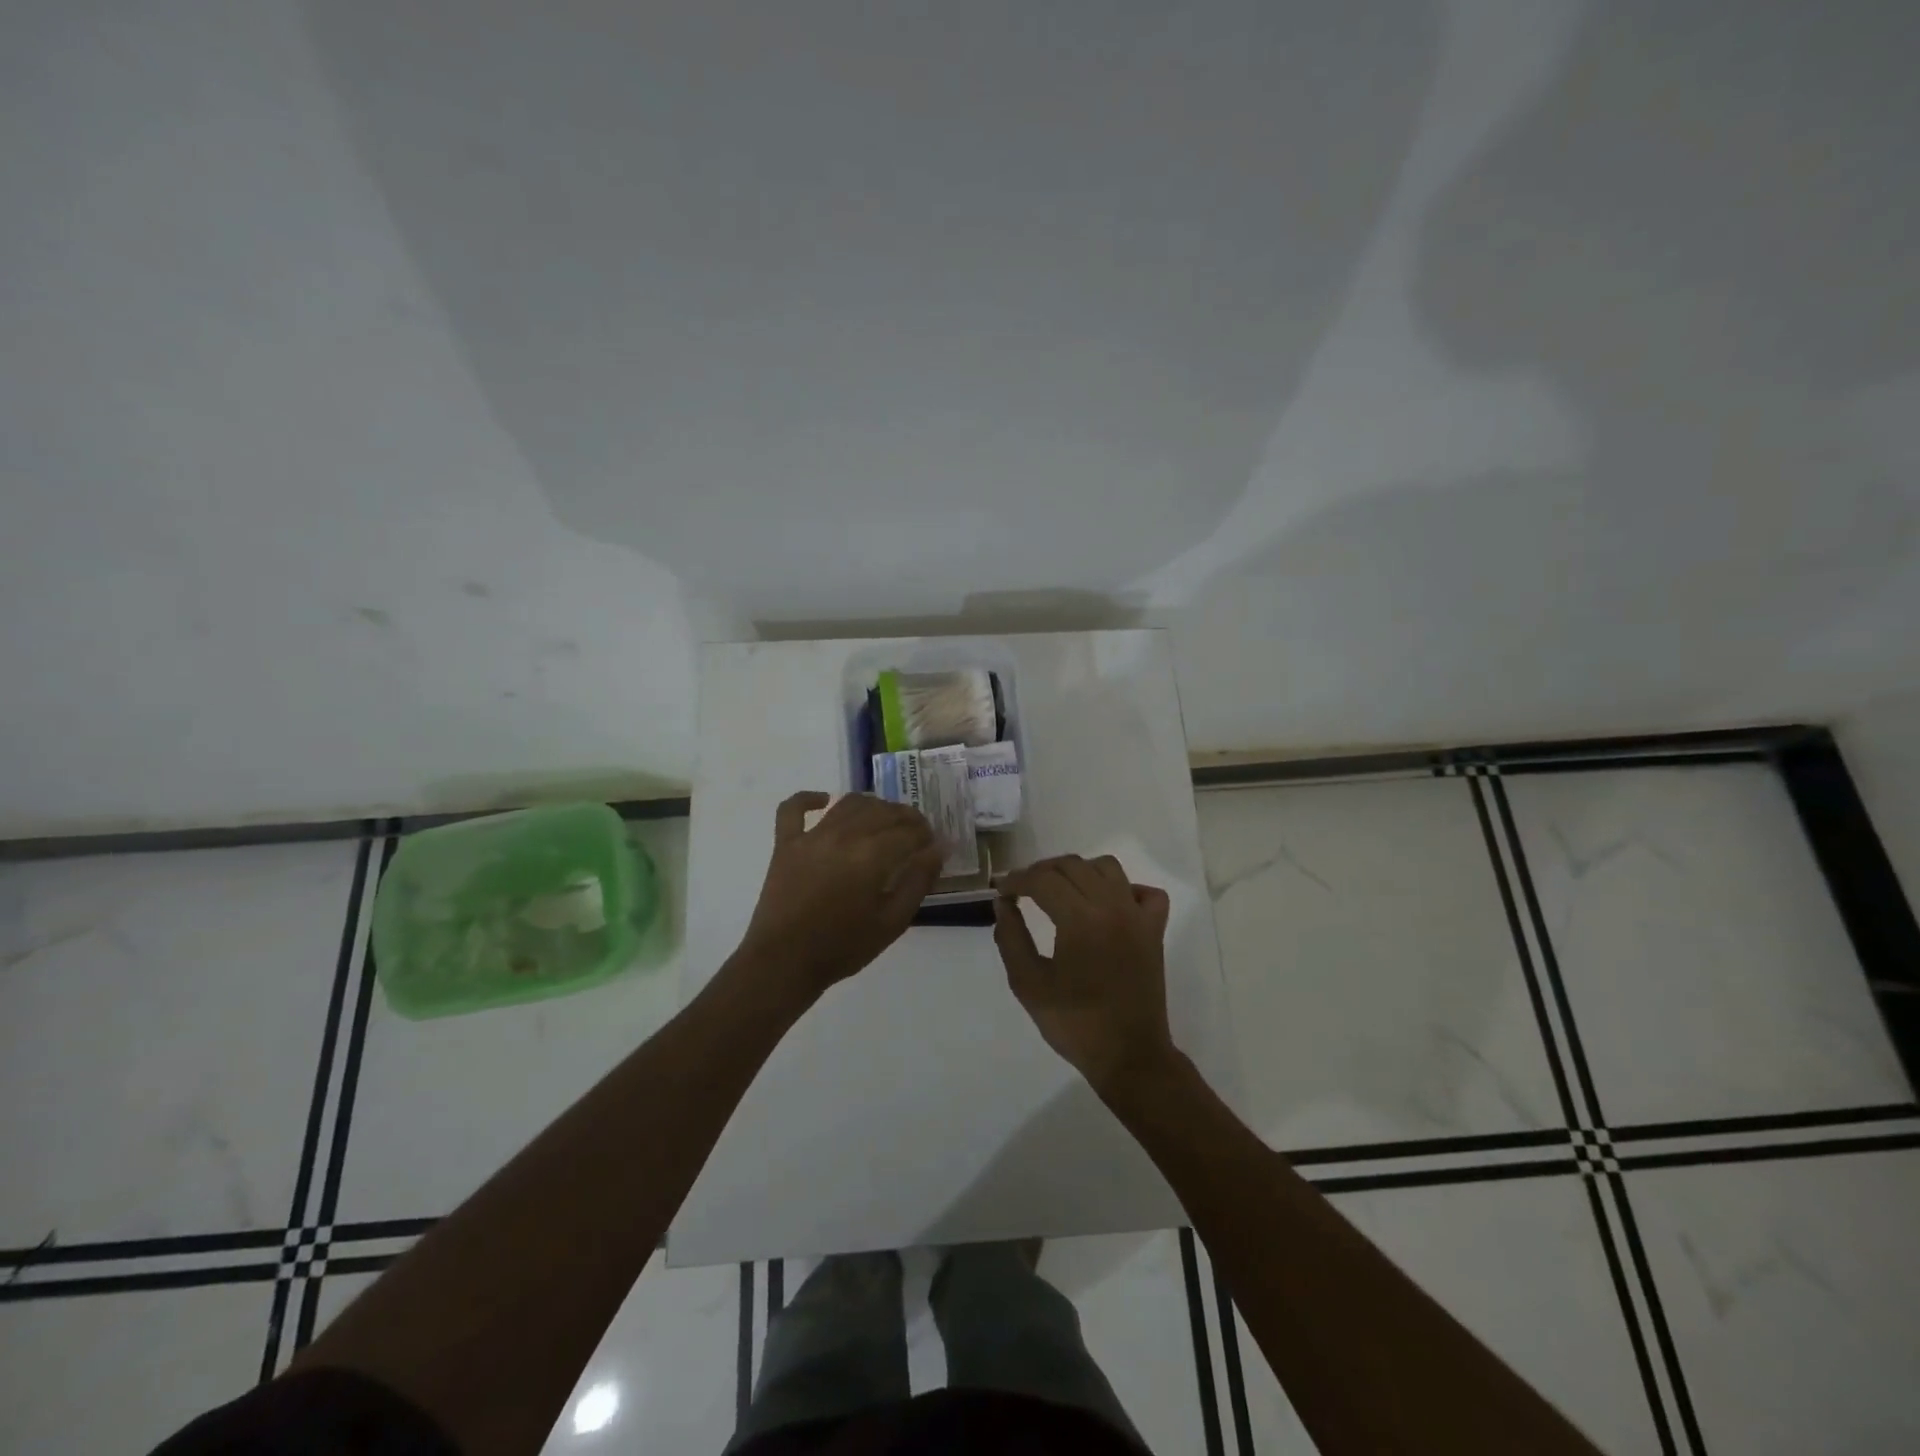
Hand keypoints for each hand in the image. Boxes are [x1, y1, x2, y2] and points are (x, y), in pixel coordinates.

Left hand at [737, 791, 943, 996]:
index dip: (927, 834)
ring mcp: (811, 836)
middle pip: (883, 811)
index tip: (933, 844)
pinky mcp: (786, 843)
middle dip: (906, 818)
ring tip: (882, 820)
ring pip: (848, 804)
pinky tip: (823, 800)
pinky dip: (808, 799)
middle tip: (915, 834)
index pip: (910, 830)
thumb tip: (939, 849)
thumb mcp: (892, 922)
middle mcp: (844, 835)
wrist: (784, 962)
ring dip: (872, 805)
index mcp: (872, 855)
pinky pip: (793, 809)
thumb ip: (918, 882)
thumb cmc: (843, 947)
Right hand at [993, 854, 1179, 1095]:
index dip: (1017, 880)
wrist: (1129, 1056)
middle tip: (1022, 889)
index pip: (1043, 880)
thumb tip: (1003, 903)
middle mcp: (1112, 906)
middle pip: (1072, 866)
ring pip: (1107, 867)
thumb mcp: (1028, 984)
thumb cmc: (1074, 1024)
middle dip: (1041, 871)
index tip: (1001, 890)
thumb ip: (1011, 937)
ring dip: (1079, 870)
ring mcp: (1138, 916)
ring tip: (1060, 890)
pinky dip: (1125, 889)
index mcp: (1080, 919)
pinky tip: (1107, 904)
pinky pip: (1145, 892)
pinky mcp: (1155, 930)